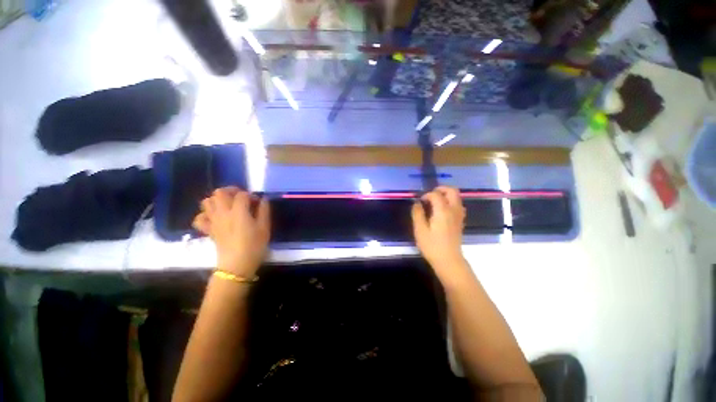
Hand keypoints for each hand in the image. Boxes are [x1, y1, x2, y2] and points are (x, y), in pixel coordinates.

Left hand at [193, 187, 270, 276]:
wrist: (237, 265)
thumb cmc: (254, 246)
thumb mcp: (265, 228)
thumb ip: (264, 211)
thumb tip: (263, 199)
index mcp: (238, 211)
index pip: (242, 194)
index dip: (251, 195)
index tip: (257, 202)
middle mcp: (223, 213)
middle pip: (219, 192)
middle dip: (231, 191)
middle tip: (241, 198)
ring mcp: (213, 221)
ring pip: (207, 201)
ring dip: (217, 200)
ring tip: (228, 205)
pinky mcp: (208, 230)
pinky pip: (199, 218)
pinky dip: (205, 214)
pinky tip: (215, 217)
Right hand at [411, 186, 467, 276]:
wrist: (449, 260)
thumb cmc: (432, 246)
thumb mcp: (420, 230)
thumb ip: (417, 214)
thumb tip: (417, 203)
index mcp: (443, 211)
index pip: (436, 194)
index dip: (426, 195)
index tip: (420, 202)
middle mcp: (453, 210)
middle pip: (452, 191)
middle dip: (441, 189)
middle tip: (430, 195)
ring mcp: (459, 215)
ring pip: (457, 197)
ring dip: (446, 195)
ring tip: (435, 201)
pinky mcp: (460, 221)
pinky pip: (458, 205)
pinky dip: (450, 202)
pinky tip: (441, 210)